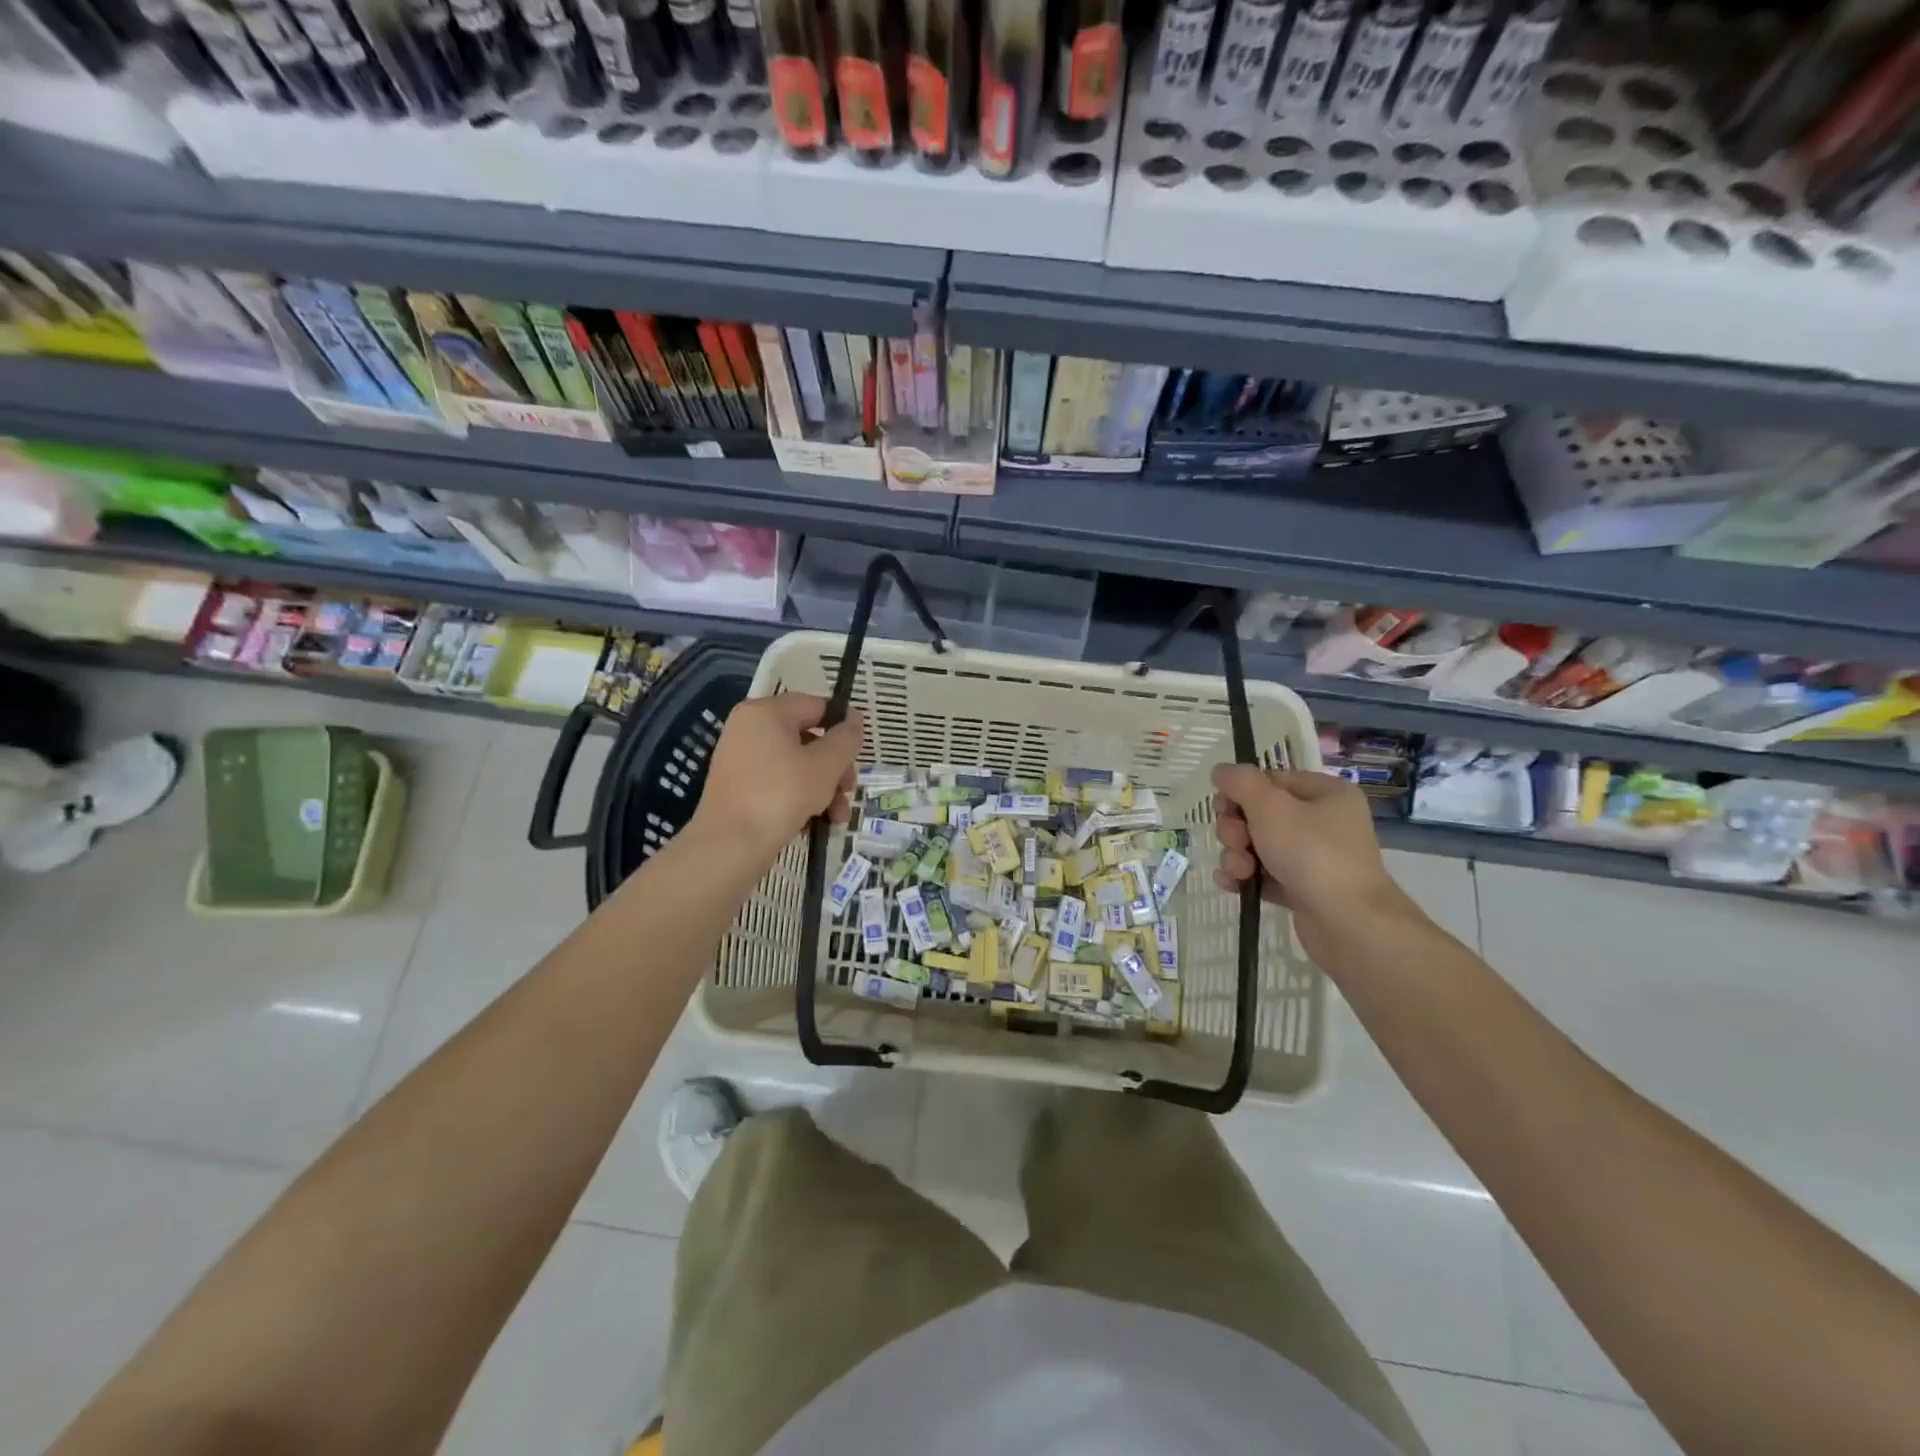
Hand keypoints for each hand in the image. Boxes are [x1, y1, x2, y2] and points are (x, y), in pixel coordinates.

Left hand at [692, 694, 863, 860]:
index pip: (815, 706)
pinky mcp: (737, 787)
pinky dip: (799, 799)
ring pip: (796, 765)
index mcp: (766, 712)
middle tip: (849, 789)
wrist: (730, 845)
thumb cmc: (782, 794)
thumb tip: (853, 719)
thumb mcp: (826, 764)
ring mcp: (740, 759)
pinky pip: (778, 783)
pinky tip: (816, 823)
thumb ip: (846, 738)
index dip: (842, 725)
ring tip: (837, 817)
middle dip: (835, 768)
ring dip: (823, 789)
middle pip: (807, 738)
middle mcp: (748, 729)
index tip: (859, 751)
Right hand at [1209, 764, 1419, 964]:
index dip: (1242, 792)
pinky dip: (1245, 877)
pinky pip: (1264, 875)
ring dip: (1237, 855)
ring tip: (1238, 871)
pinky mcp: (1303, 889)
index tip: (1223, 808)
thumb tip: (1221, 770)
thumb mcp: (1271, 807)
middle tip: (1235, 841)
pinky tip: (1231, 885)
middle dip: (1237, 829)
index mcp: (1327, 794)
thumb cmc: (1312, 853)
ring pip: (1258, 846)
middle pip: (1261, 814)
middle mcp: (1324, 823)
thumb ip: (1241, 783)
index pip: (1272, 780)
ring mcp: (1314, 858)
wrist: (1348, 922)